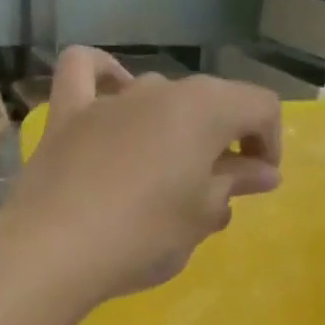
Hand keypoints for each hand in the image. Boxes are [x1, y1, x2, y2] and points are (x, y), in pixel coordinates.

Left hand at [0, 46, 282, 302]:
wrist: (55, 250)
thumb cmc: (143, 237)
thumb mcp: (200, 218)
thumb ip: (233, 186)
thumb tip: (261, 172)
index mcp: (204, 109)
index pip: (259, 107)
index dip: (269, 143)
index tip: (260, 182)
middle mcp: (159, 89)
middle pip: (209, 103)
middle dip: (222, 141)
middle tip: (216, 191)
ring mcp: (109, 99)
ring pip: (156, 95)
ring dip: (173, 127)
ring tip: (167, 172)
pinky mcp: (66, 116)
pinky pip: (85, 73)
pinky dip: (102, 77)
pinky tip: (111, 95)